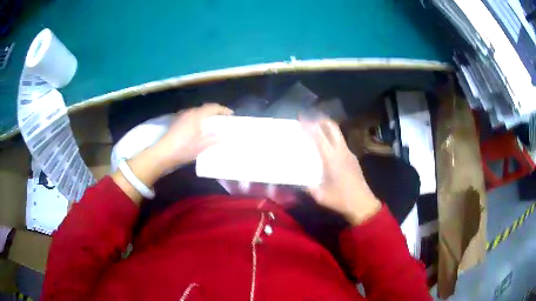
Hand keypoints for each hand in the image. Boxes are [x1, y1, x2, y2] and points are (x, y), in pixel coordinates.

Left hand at [152, 103, 233, 169]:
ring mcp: (182, 117)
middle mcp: (189, 112)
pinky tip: (200, 130)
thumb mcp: (202, 146)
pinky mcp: (177, 123)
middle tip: (223, 120)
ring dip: (206, 117)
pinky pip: (192, 117)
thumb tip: (227, 135)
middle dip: (215, 113)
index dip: (223, 110)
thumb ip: (215, 139)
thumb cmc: (184, 148)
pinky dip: (199, 120)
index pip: (213, 107)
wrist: (163, 153)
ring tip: (213, 125)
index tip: (231, 115)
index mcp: (197, 115)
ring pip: (198, 113)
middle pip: (205, 109)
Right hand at [301, 118, 380, 224]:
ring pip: (338, 133)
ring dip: (327, 128)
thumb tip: (295, 181)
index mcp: (331, 158)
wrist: (363, 203)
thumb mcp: (320, 195)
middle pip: (332, 127)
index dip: (309, 125)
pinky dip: (332, 138)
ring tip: (316, 129)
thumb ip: (307, 187)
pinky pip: (341, 142)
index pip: (319, 136)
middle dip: (320, 120)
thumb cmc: (340, 199)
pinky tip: (327, 147)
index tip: (301, 118)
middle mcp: (341, 151)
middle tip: (309, 119)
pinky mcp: (353, 158)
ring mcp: (349, 153)